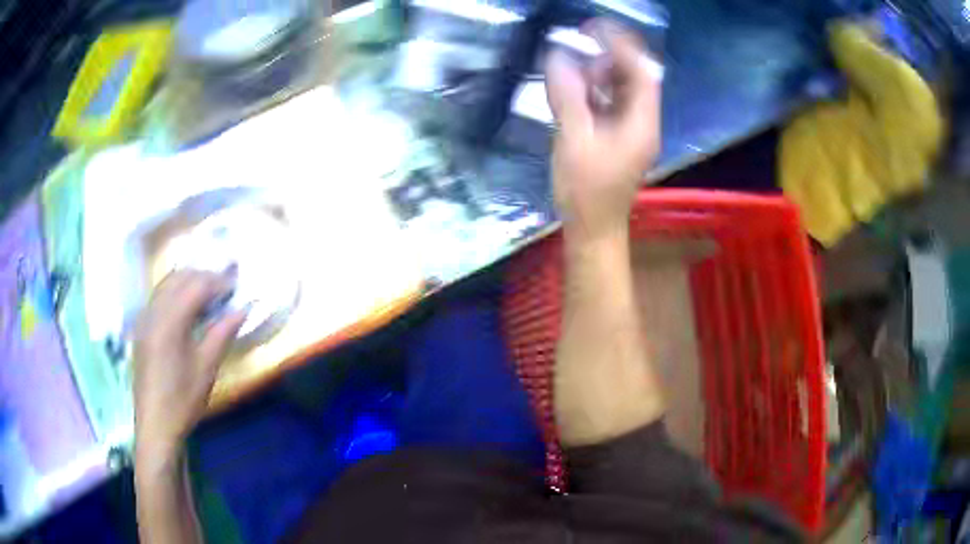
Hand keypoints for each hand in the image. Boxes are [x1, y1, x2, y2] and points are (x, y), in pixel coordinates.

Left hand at [133, 270, 245, 462]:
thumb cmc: (183, 399)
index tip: (236, 287)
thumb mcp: (206, 368)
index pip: (196, 286)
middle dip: (202, 277)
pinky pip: (158, 297)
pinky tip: (186, 309)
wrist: (156, 424)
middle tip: (223, 290)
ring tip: (207, 296)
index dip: (218, 282)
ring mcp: (144, 319)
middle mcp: (153, 312)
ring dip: (187, 282)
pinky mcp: (142, 328)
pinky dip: (174, 292)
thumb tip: (242, 309)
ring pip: (166, 284)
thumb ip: (222, 333)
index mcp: (169, 322)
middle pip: (179, 278)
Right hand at [545, 20, 661, 243]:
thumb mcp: (573, 141)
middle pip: (636, 78)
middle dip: (610, 56)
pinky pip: (613, 103)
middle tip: (581, 45)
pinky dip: (596, 90)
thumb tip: (557, 57)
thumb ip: (567, 97)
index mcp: (641, 124)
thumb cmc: (585, 192)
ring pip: (624, 89)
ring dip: (602, 73)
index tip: (594, 29)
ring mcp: (632, 130)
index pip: (642, 72)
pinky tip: (576, 90)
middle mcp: (643, 123)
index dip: (622, 46)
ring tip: (576, 69)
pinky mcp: (619, 137)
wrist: (593, 229)